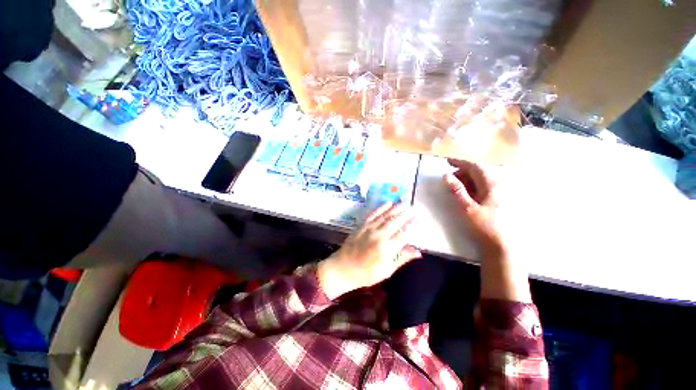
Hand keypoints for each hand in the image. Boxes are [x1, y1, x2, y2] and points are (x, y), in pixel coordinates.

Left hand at [318, 203, 421, 299]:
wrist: (342, 268)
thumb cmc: (366, 273)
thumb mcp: (386, 271)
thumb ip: (402, 258)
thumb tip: (418, 252)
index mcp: (386, 249)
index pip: (403, 234)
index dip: (411, 226)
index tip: (417, 219)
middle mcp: (378, 236)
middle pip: (395, 222)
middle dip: (405, 213)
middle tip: (414, 207)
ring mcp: (369, 229)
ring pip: (385, 216)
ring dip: (395, 208)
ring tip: (404, 202)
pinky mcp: (362, 225)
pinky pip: (373, 214)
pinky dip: (381, 207)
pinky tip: (388, 203)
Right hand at [443, 159, 504, 255]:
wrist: (503, 246)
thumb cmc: (485, 226)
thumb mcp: (467, 208)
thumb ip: (457, 191)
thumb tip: (446, 176)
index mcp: (491, 185)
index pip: (474, 167)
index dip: (460, 162)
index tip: (447, 161)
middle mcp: (497, 186)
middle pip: (478, 172)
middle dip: (462, 172)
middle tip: (449, 178)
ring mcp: (499, 194)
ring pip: (481, 180)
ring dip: (467, 180)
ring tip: (455, 186)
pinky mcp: (498, 201)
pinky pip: (483, 188)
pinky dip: (472, 187)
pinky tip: (467, 194)